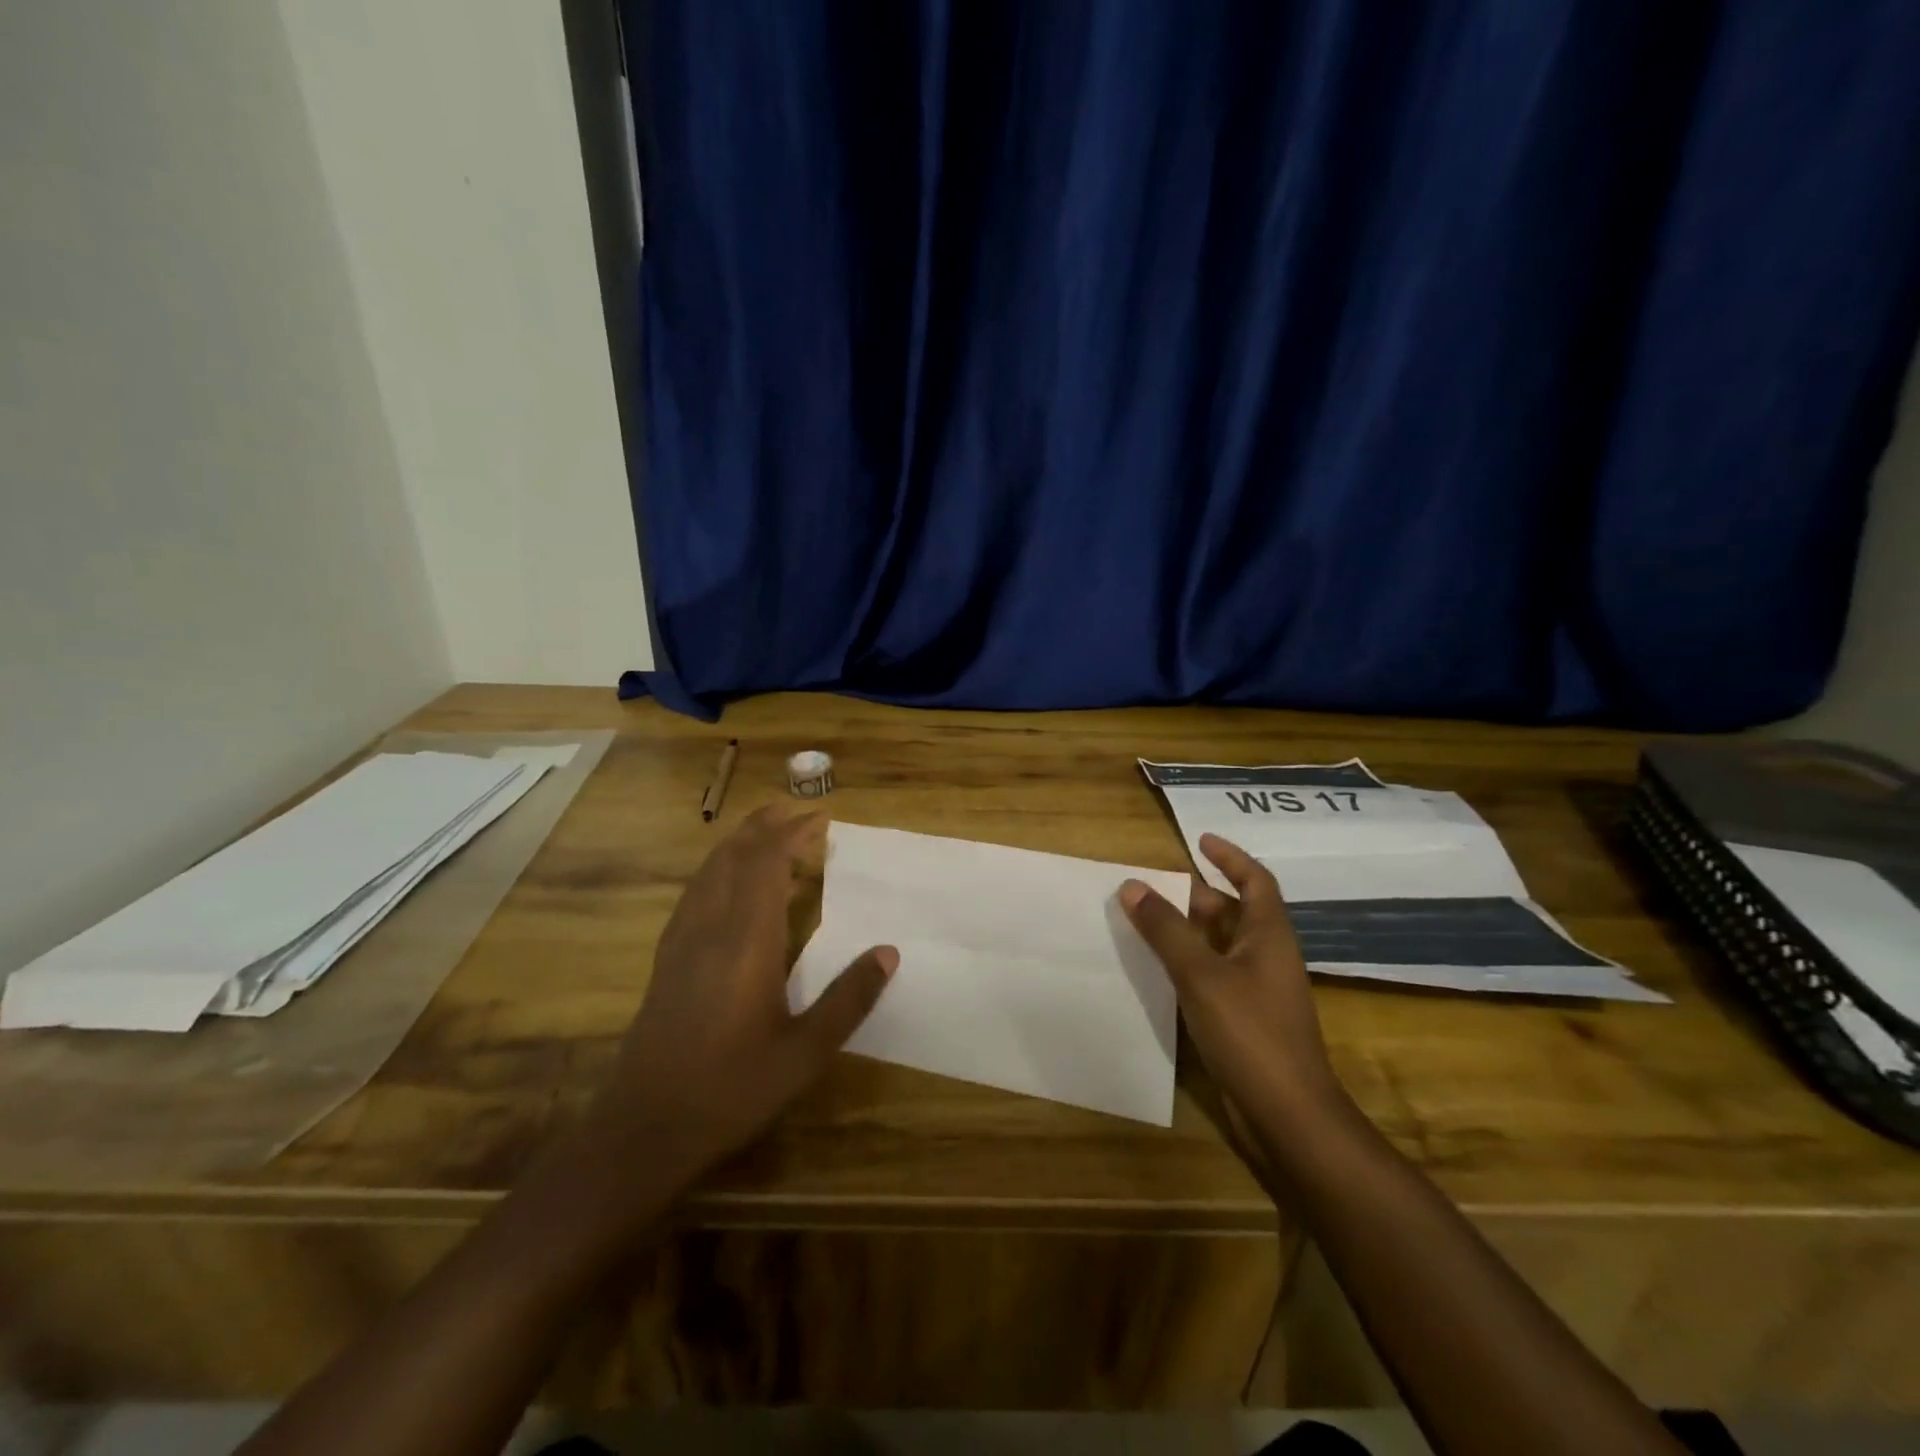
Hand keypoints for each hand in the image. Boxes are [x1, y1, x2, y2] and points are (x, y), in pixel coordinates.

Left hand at [583, 806, 894, 1183]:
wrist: (643, 1129)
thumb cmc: (731, 1090)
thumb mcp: (804, 1053)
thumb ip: (848, 999)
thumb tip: (889, 952)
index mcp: (746, 941)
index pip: (766, 863)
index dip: (793, 832)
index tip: (822, 817)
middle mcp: (710, 928)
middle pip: (733, 856)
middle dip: (764, 825)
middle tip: (797, 811)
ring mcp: (682, 942)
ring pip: (709, 871)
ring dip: (739, 843)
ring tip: (768, 834)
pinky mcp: (667, 960)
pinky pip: (696, 893)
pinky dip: (719, 870)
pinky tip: (729, 886)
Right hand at [1120, 833, 1346, 1134]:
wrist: (1287, 1116)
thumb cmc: (1250, 1033)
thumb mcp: (1201, 974)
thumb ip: (1165, 929)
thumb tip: (1132, 885)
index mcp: (1268, 935)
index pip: (1255, 880)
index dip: (1230, 857)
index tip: (1199, 840)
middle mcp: (1266, 957)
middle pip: (1231, 912)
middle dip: (1194, 895)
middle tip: (1151, 885)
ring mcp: (1256, 991)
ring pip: (1218, 946)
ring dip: (1185, 931)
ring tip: (1143, 920)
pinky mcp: (1243, 1020)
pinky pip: (1211, 977)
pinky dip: (1185, 965)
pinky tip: (1155, 970)